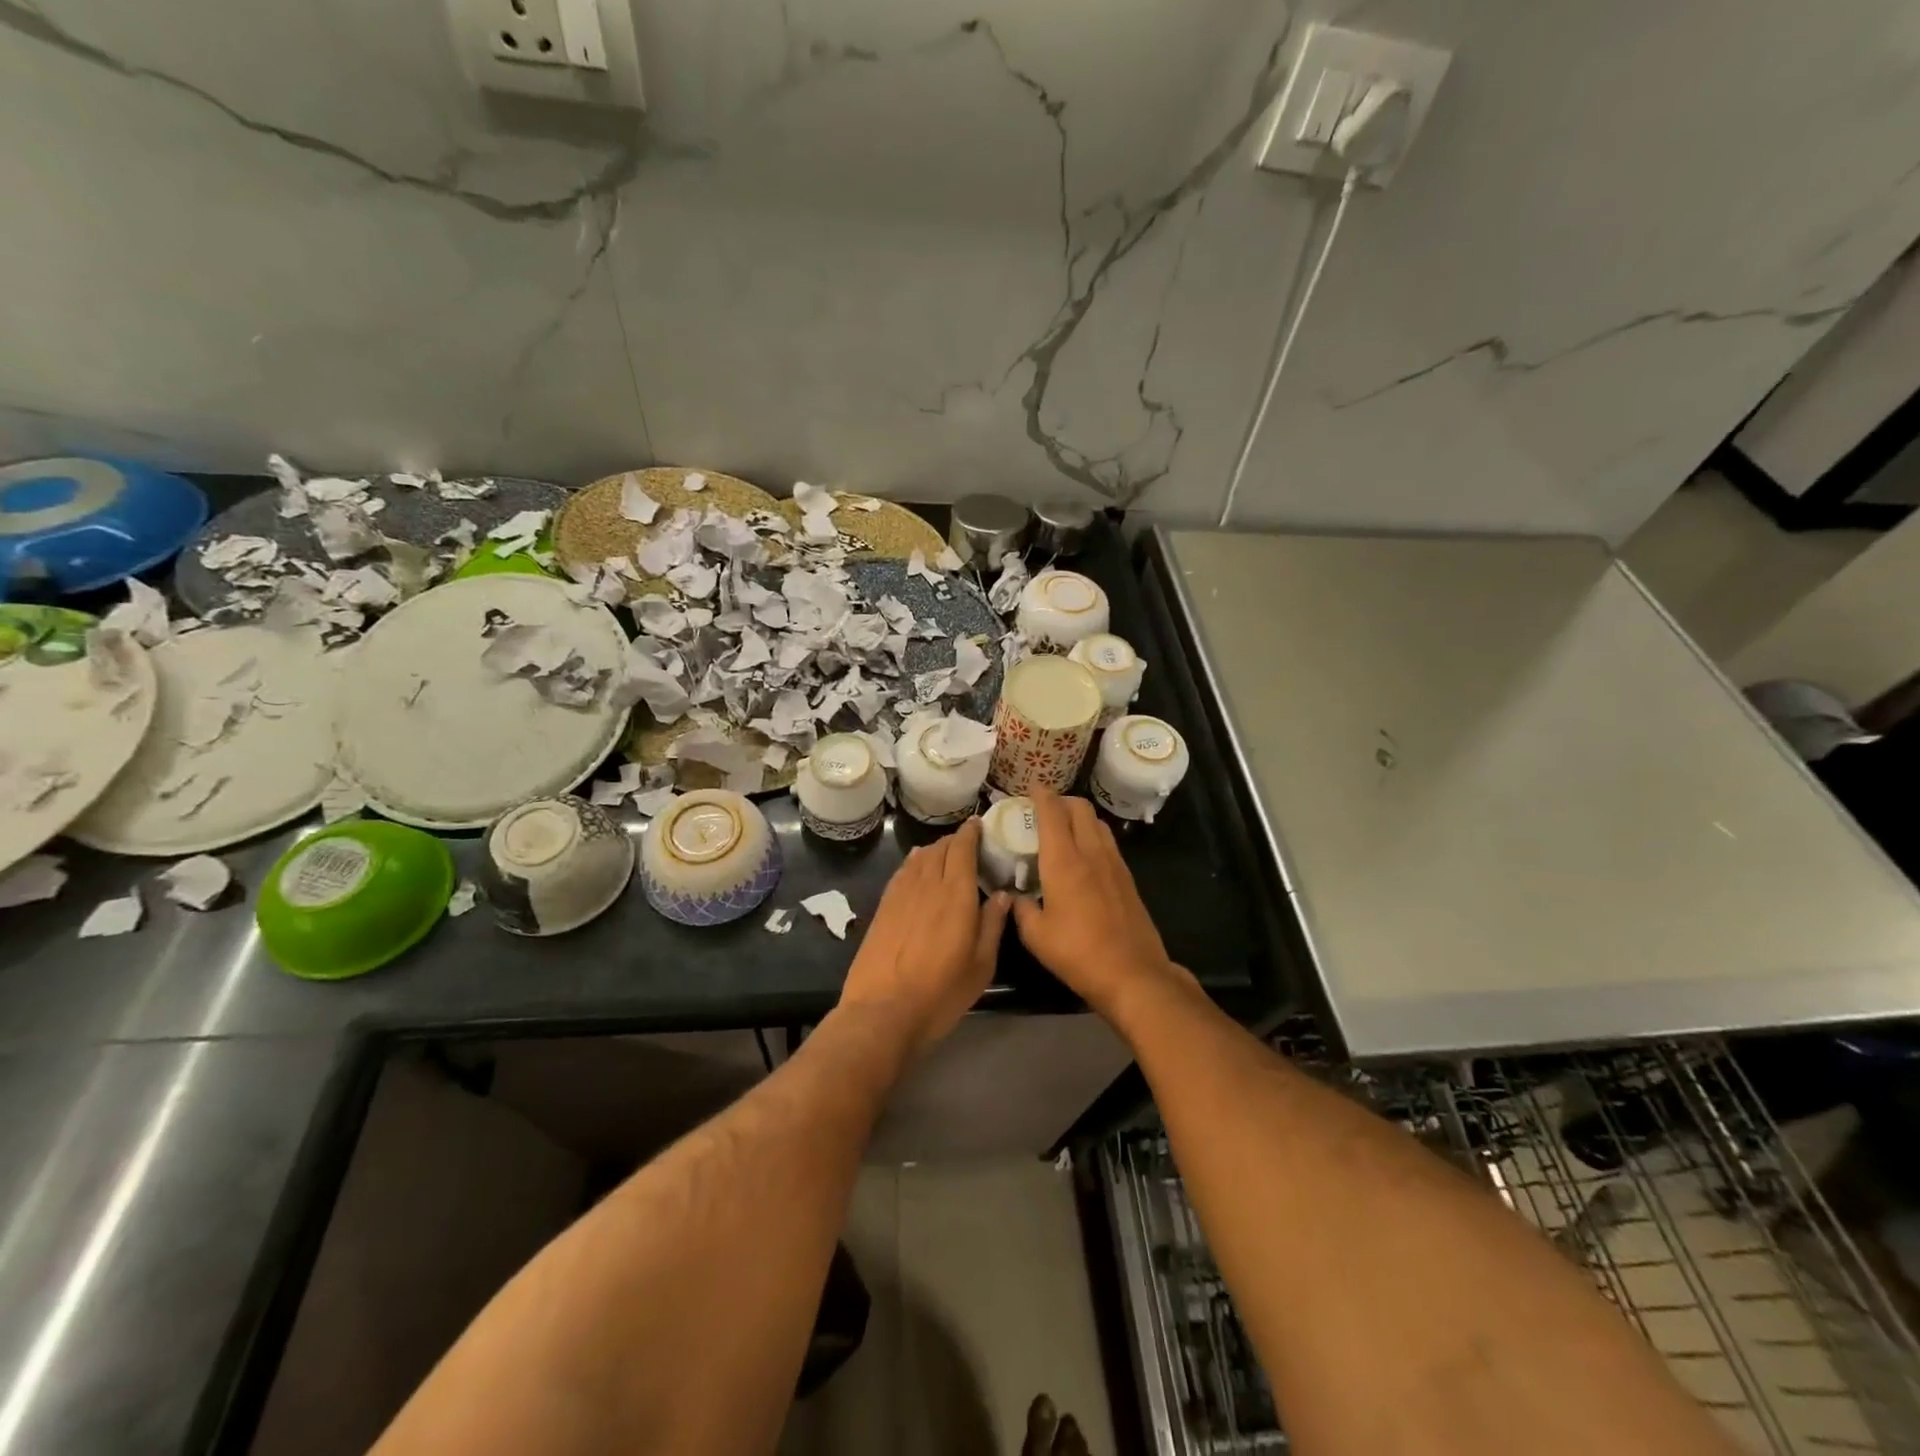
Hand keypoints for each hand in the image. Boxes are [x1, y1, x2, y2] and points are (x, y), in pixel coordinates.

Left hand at [838, 819, 1010, 1053]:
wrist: (883, 1011)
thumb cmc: (940, 993)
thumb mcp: (980, 966)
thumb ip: (993, 925)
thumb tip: (1003, 895)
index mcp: (957, 895)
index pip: (963, 849)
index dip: (970, 833)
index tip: (979, 825)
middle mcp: (928, 885)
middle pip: (941, 849)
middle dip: (955, 840)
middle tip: (968, 843)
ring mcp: (901, 894)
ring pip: (920, 857)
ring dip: (935, 849)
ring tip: (946, 852)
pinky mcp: (883, 907)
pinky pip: (902, 872)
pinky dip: (914, 862)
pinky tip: (917, 865)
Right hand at [1013, 790, 1192, 1019]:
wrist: (1133, 973)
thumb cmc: (1078, 953)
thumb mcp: (1036, 936)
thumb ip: (1021, 909)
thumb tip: (1014, 897)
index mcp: (1064, 861)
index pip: (1053, 813)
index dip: (1041, 795)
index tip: (1031, 788)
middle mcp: (1091, 853)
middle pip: (1080, 808)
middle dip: (1061, 800)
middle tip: (1044, 809)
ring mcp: (1114, 864)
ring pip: (1097, 823)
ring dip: (1079, 816)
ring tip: (1063, 829)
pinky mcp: (1128, 878)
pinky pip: (1108, 842)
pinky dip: (1092, 835)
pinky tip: (1083, 855)